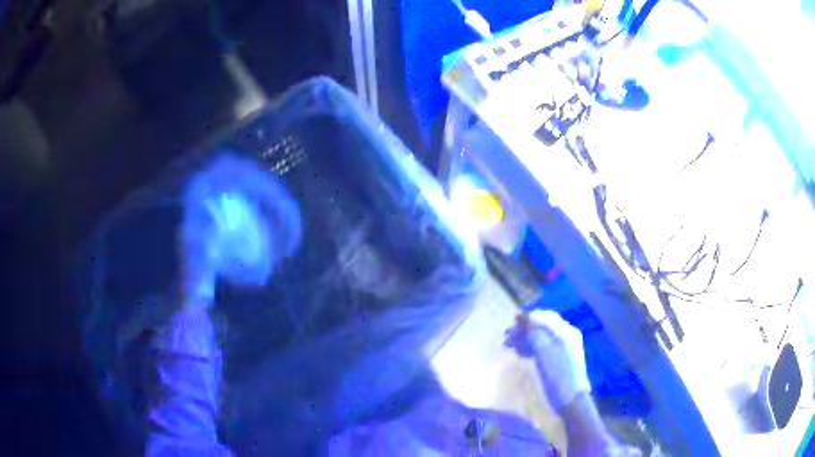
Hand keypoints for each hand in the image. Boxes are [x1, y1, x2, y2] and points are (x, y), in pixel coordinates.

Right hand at [505, 310, 590, 411]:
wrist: (570, 399)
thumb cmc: (557, 375)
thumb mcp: (543, 352)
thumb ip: (533, 333)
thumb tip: (522, 317)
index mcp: (565, 331)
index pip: (543, 317)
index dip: (526, 320)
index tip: (509, 328)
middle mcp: (566, 335)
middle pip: (542, 326)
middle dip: (524, 330)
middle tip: (506, 339)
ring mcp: (564, 346)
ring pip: (541, 336)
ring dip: (525, 339)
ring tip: (510, 347)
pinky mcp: (560, 358)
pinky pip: (543, 346)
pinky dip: (531, 347)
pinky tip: (521, 354)